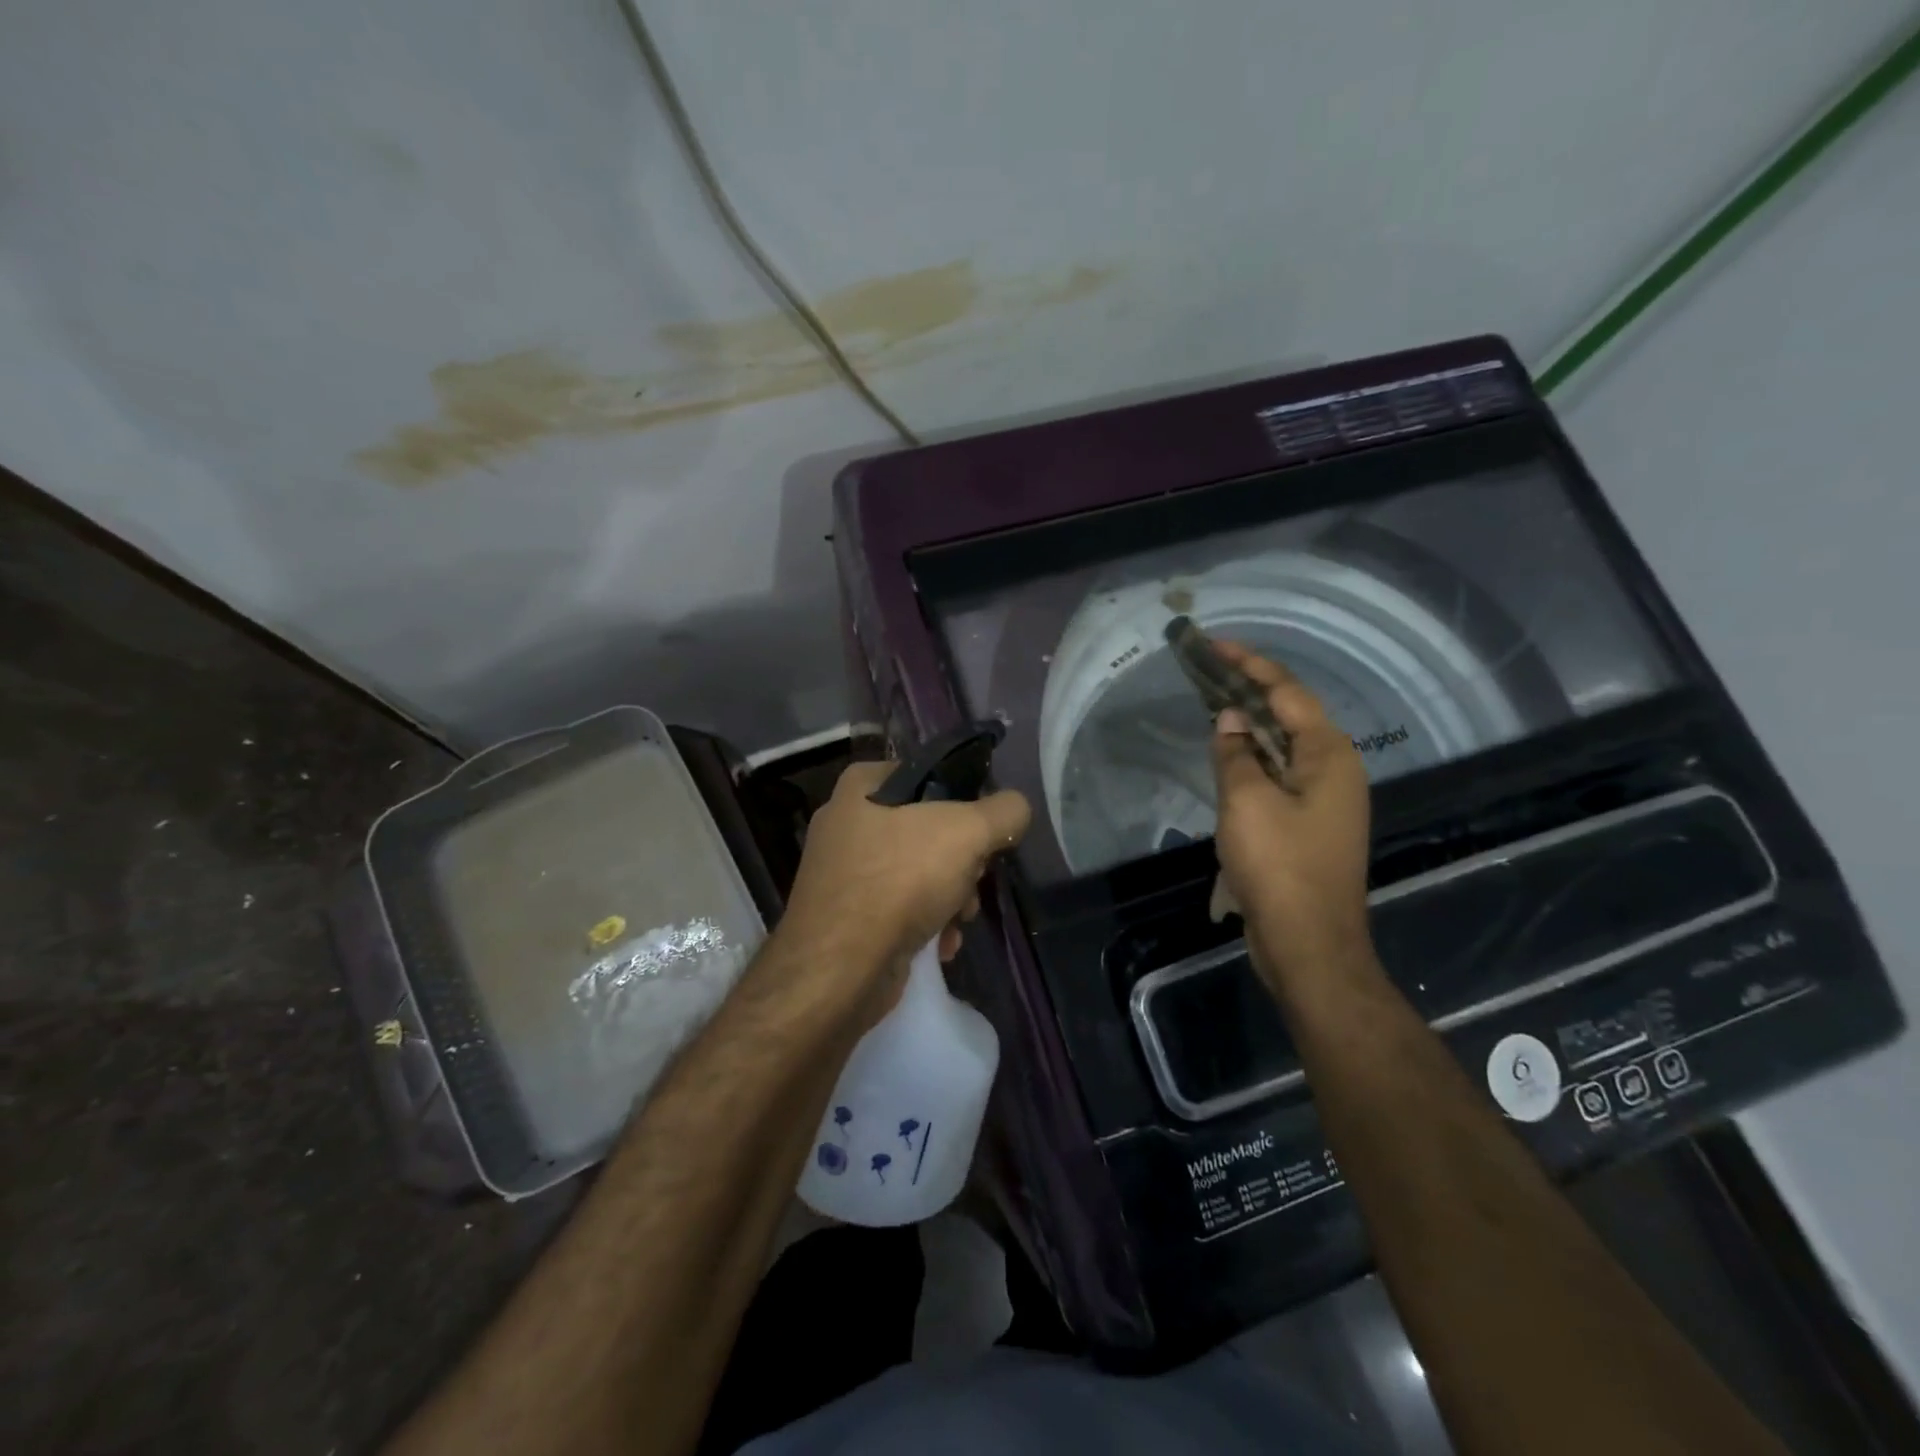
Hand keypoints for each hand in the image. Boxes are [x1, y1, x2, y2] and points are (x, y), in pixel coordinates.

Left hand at [777, 760, 1030, 1015]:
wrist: (838, 969)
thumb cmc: (899, 881)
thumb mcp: (967, 832)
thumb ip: (1004, 812)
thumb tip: (1016, 808)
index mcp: (862, 787)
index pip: (929, 776)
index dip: (964, 801)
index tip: (983, 831)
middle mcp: (846, 823)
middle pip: (929, 830)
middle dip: (962, 863)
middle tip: (973, 881)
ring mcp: (843, 872)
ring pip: (918, 872)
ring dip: (951, 898)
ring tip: (958, 921)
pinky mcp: (846, 916)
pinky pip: (899, 908)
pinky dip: (926, 924)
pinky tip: (940, 945)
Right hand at [1209, 641, 1372, 984]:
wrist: (1308, 943)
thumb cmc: (1279, 866)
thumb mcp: (1246, 802)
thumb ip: (1235, 753)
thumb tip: (1229, 719)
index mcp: (1329, 755)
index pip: (1287, 692)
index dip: (1249, 664)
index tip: (1215, 645)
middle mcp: (1335, 769)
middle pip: (1289, 714)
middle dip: (1249, 689)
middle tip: (1207, 670)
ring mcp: (1326, 799)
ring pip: (1283, 746)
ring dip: (1249, 724)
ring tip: (1212, 702)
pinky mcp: (1310, 824)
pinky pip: (1279, 775)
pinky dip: (1253, 758)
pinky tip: (1228, 756)